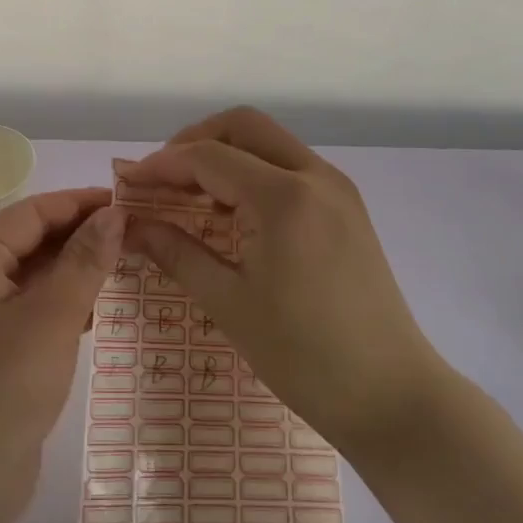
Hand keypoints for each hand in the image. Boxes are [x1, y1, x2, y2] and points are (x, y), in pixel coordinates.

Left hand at [0, 188, 123, 522]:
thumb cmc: (7, 383)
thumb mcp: (54, 314)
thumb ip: (85, 259)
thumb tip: (114, 214)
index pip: (33, 212)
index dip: (81, 203)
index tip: (127, 202)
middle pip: (32, 239)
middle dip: (81, 234)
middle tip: (135, 231)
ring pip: (35, 273)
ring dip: (76, 267)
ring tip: (127, 261)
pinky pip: (33, 305)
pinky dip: (65, 299)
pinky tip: (100, 306)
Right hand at [120, 107, 454, 458]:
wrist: (394, 397)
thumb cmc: (304, 357)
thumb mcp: (228, 303)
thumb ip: (175, 252)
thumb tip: (130, 225)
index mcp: (283, 198)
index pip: (207, 157)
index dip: (161, 165)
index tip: (128, 184)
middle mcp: (314, 176)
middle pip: (242, 126)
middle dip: (194, 141)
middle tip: (162, 178)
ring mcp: (336, 188)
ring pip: (269, 141)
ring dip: (225, 153)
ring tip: (191, 195)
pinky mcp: (347, 206)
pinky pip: (290, 165)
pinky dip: (253, 171)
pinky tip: (233, 211)